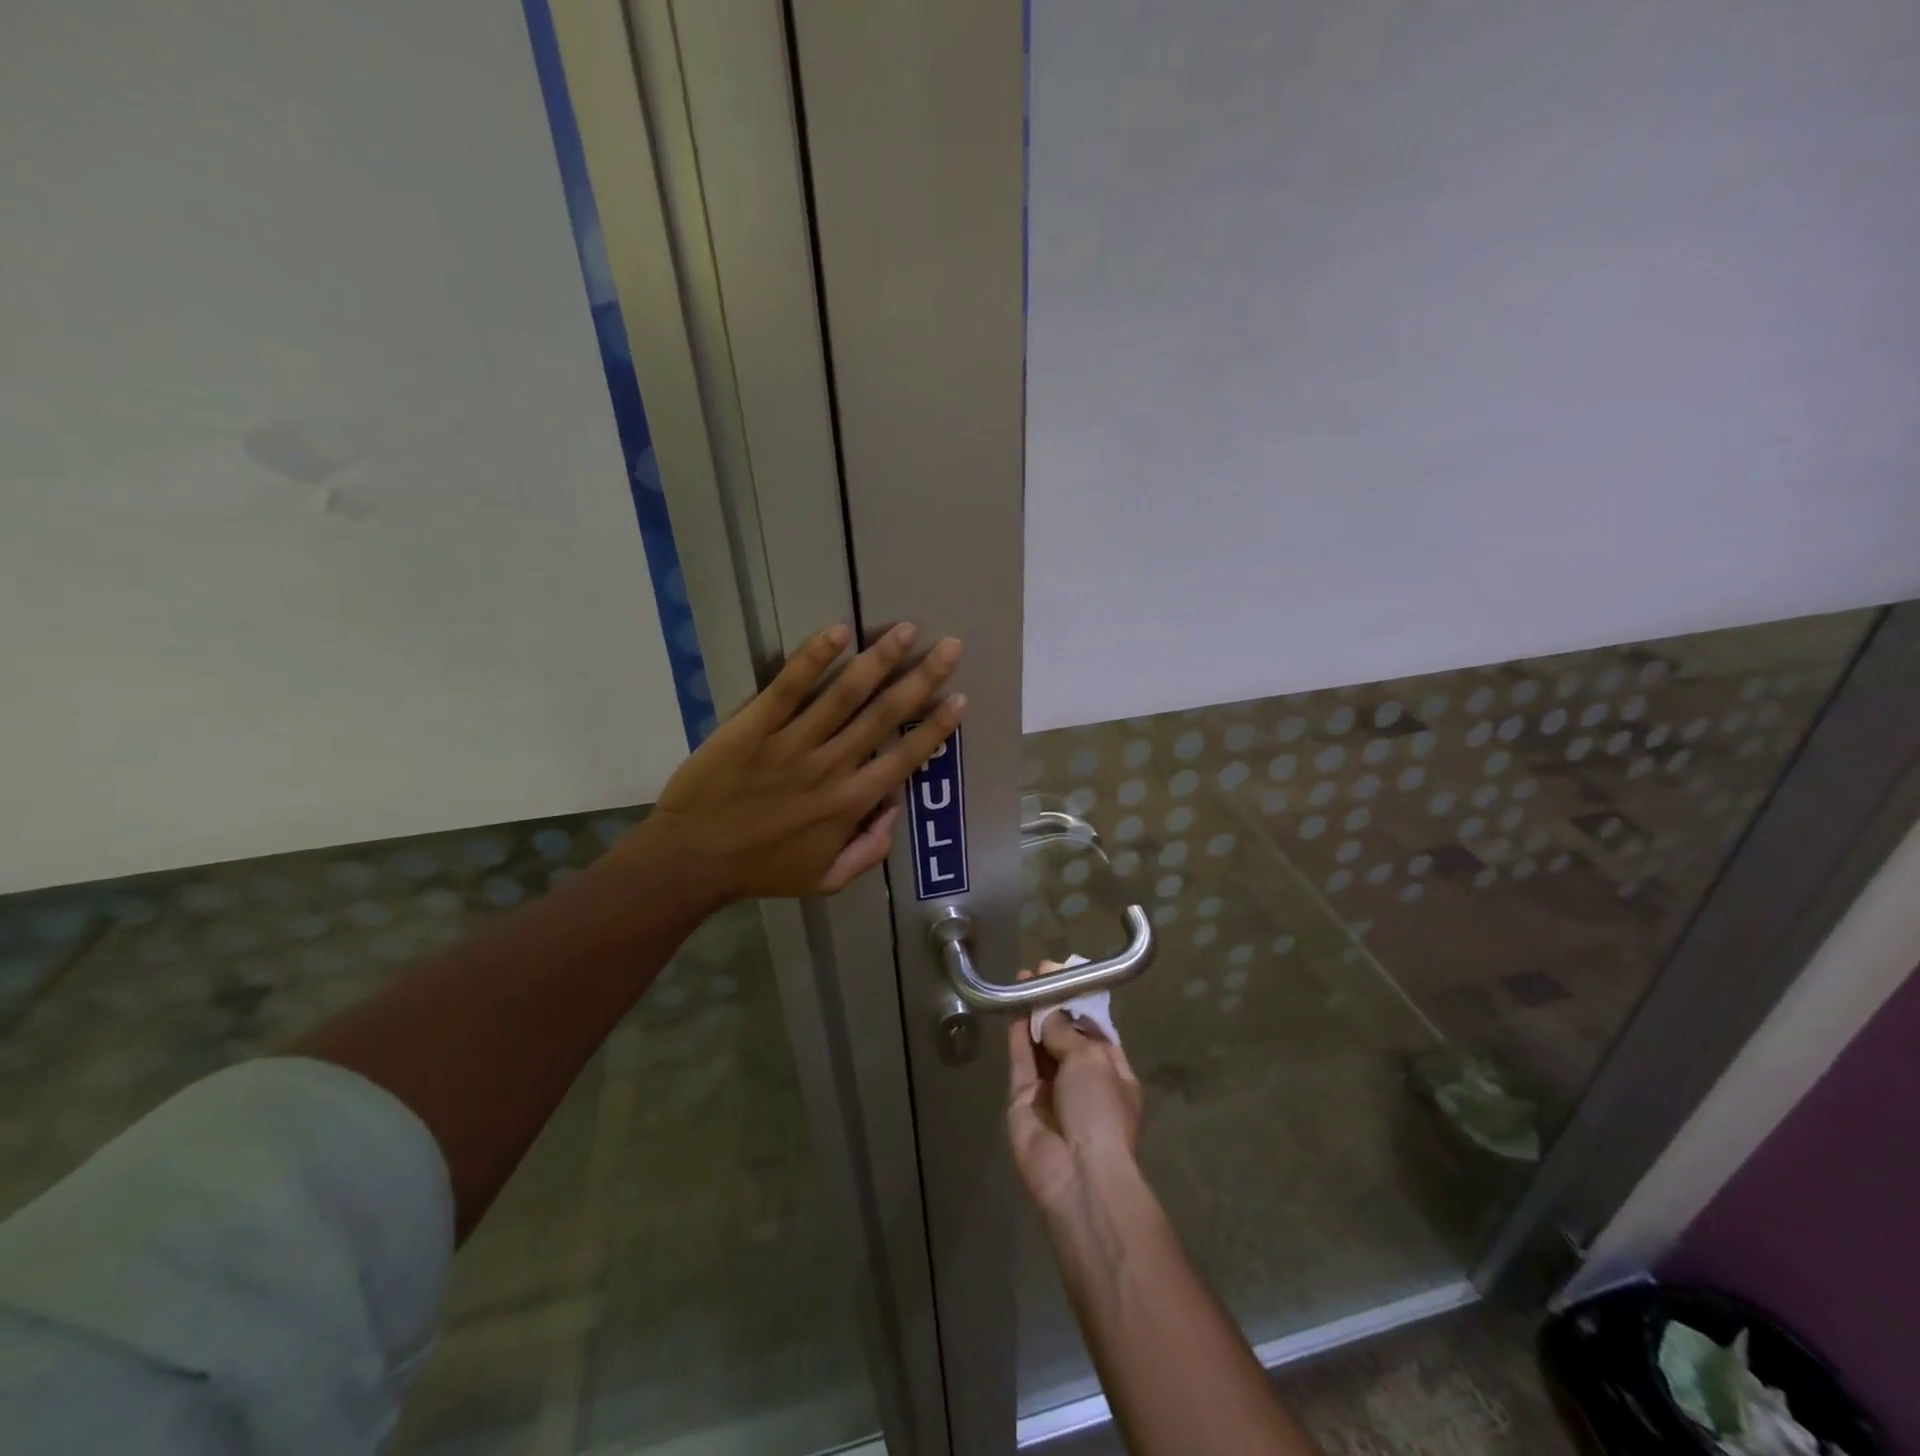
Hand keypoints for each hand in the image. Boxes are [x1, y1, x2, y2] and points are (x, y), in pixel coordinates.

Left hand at [642, 622, 964, 901]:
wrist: (692, 861)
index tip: (959, 697)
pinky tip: (838, 633)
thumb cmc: (761, 869)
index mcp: (851, 804)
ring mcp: (792, 744)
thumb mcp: (826, 880)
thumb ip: (869, 851)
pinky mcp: (754, 727)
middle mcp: (831, 768)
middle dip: (921, 678)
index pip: (905, 758)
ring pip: (845, 695)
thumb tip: (895, 810)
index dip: (936, 727)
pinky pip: (788, 688)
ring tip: (906, 630)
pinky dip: (813, 659)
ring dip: (879, 660)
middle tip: (950, 646)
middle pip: (885, 716)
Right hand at [1006, 965, 1143, 1216]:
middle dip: (1054, 1003)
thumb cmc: (1100, 1111)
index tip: (1064, 974)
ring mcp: (1051, 1089)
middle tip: (1040, 971)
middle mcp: (1083, 1078)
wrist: (1076, 1174)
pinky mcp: (1023, 1098)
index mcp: (1113, 1071)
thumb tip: (1049, 1010)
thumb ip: (1066, 1030)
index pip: (1095, 1029)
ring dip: (1034, 1012)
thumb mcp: (1092, 1060)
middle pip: (1065, 1034)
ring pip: (1041, 1043)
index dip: (1079, 1002)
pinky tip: (1014, 1004)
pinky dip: (1018, 1032)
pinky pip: (1021, 1058)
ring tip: (1024, 979)